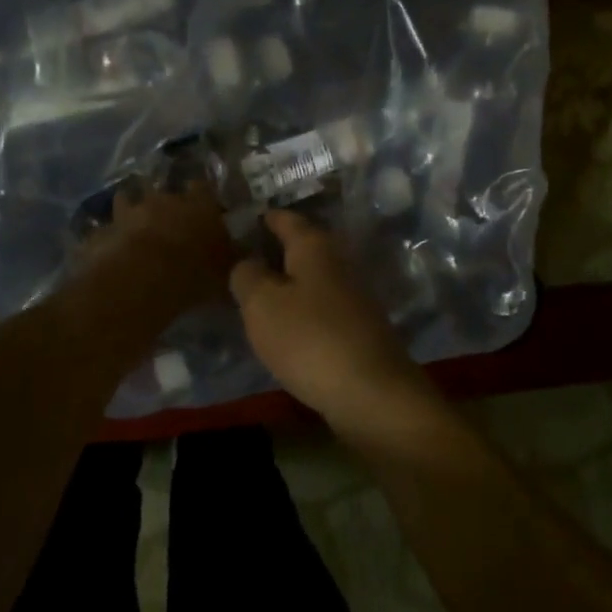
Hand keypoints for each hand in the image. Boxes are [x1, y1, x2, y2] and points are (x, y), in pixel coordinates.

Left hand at [84, 181, 237, 311]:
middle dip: (163, 200)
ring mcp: (128, 213)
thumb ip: (237, 258)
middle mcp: (163, 200)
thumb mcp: (228, 271)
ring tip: (132, 222)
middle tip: (166, 215)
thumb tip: (250, 254)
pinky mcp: (102, 232)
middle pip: (161, 188)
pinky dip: (106, 237)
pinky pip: (104, 231)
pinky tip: (108, 247)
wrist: (141, 282)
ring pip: (126, 199)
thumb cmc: (194, 273)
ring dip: (129, 208)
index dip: (202, 193)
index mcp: (198, 204)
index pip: (203, 186)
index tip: (204, 203)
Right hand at [229, 210, 434, 436]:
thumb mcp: (262, 304)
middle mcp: (339, 263)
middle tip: (240, 258)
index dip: (263, 217)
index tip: (241, 219)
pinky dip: (301, 311)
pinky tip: (285, 327)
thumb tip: (247, 262)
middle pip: (303, 248)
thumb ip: (247, 276)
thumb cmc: (310, 338)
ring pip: (313, 279)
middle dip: (274, 251)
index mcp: (315, 246)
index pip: (286, 219)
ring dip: (288, 283)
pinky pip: (321, 309)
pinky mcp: (359, 330)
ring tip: (255, 294)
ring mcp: (354, 297)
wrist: (371, 393)